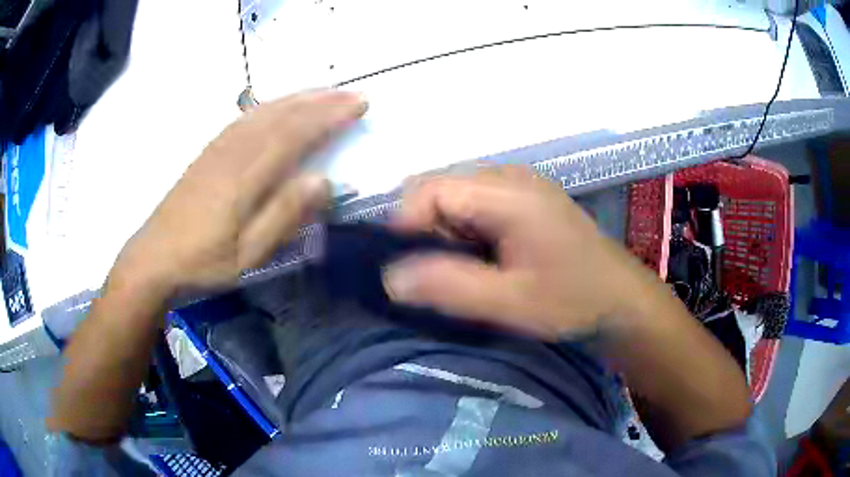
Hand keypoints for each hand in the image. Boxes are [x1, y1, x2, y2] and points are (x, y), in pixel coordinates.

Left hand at [110, 89, 366, 296]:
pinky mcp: (209, 151)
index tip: (360, 105)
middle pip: (284, 115)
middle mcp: (235, 151)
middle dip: (322, 100)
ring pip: (265, 111)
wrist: (154, 256)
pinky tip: (279, 105)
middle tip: (352, 94)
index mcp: (247, 175)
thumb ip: (285, 215)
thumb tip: (324, 180)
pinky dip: (270, 105)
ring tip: (325, 92)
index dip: (330, 115)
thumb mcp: (249, 253)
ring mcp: (219, 147)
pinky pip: (245, 117)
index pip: (297, 133)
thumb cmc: (204, 261)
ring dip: (299, 97)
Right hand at [384, 166, 650, 339]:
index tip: (411, 270)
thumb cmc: (573, 301)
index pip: (428, 189)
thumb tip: (389, 277)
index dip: (406, 226)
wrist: (622, 301)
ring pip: (455, 199)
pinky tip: (486, 262)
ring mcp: (518, 185)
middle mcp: (509, 176)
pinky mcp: (524, 199)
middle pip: (439, 190)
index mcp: (506, 191)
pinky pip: (475, 206)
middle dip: (427, 233)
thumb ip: (448, 287)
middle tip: (447, 276)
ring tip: (470, 273)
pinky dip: (466, 234)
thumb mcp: (510, 302)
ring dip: (447, 235)